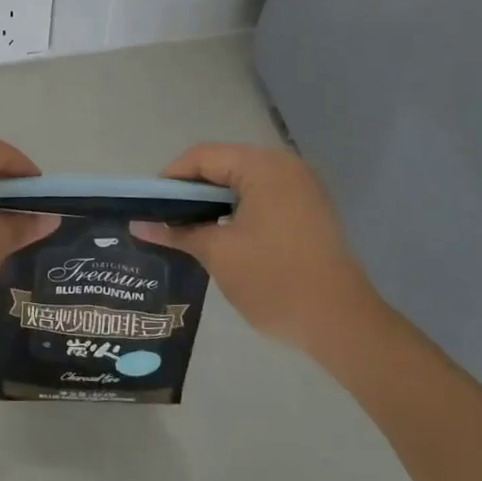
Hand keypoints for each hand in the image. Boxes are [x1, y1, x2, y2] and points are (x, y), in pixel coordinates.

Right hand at [135, 143, 381, 360]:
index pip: (203, 157)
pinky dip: (238, 209)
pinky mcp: (310, 208)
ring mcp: (302, 186)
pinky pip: (263, 195)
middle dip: (191, 190)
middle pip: (223, 164)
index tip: (149, 207)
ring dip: (214, 201)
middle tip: (165, 219)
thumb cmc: (274, 280)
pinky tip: (222, 234)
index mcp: (263, 165)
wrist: (342, 323)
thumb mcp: (218, 254)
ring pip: (242, 181)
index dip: (170, 179)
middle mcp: (284, 164)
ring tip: (188, 228)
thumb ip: (177, 232)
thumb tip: (139, 225)